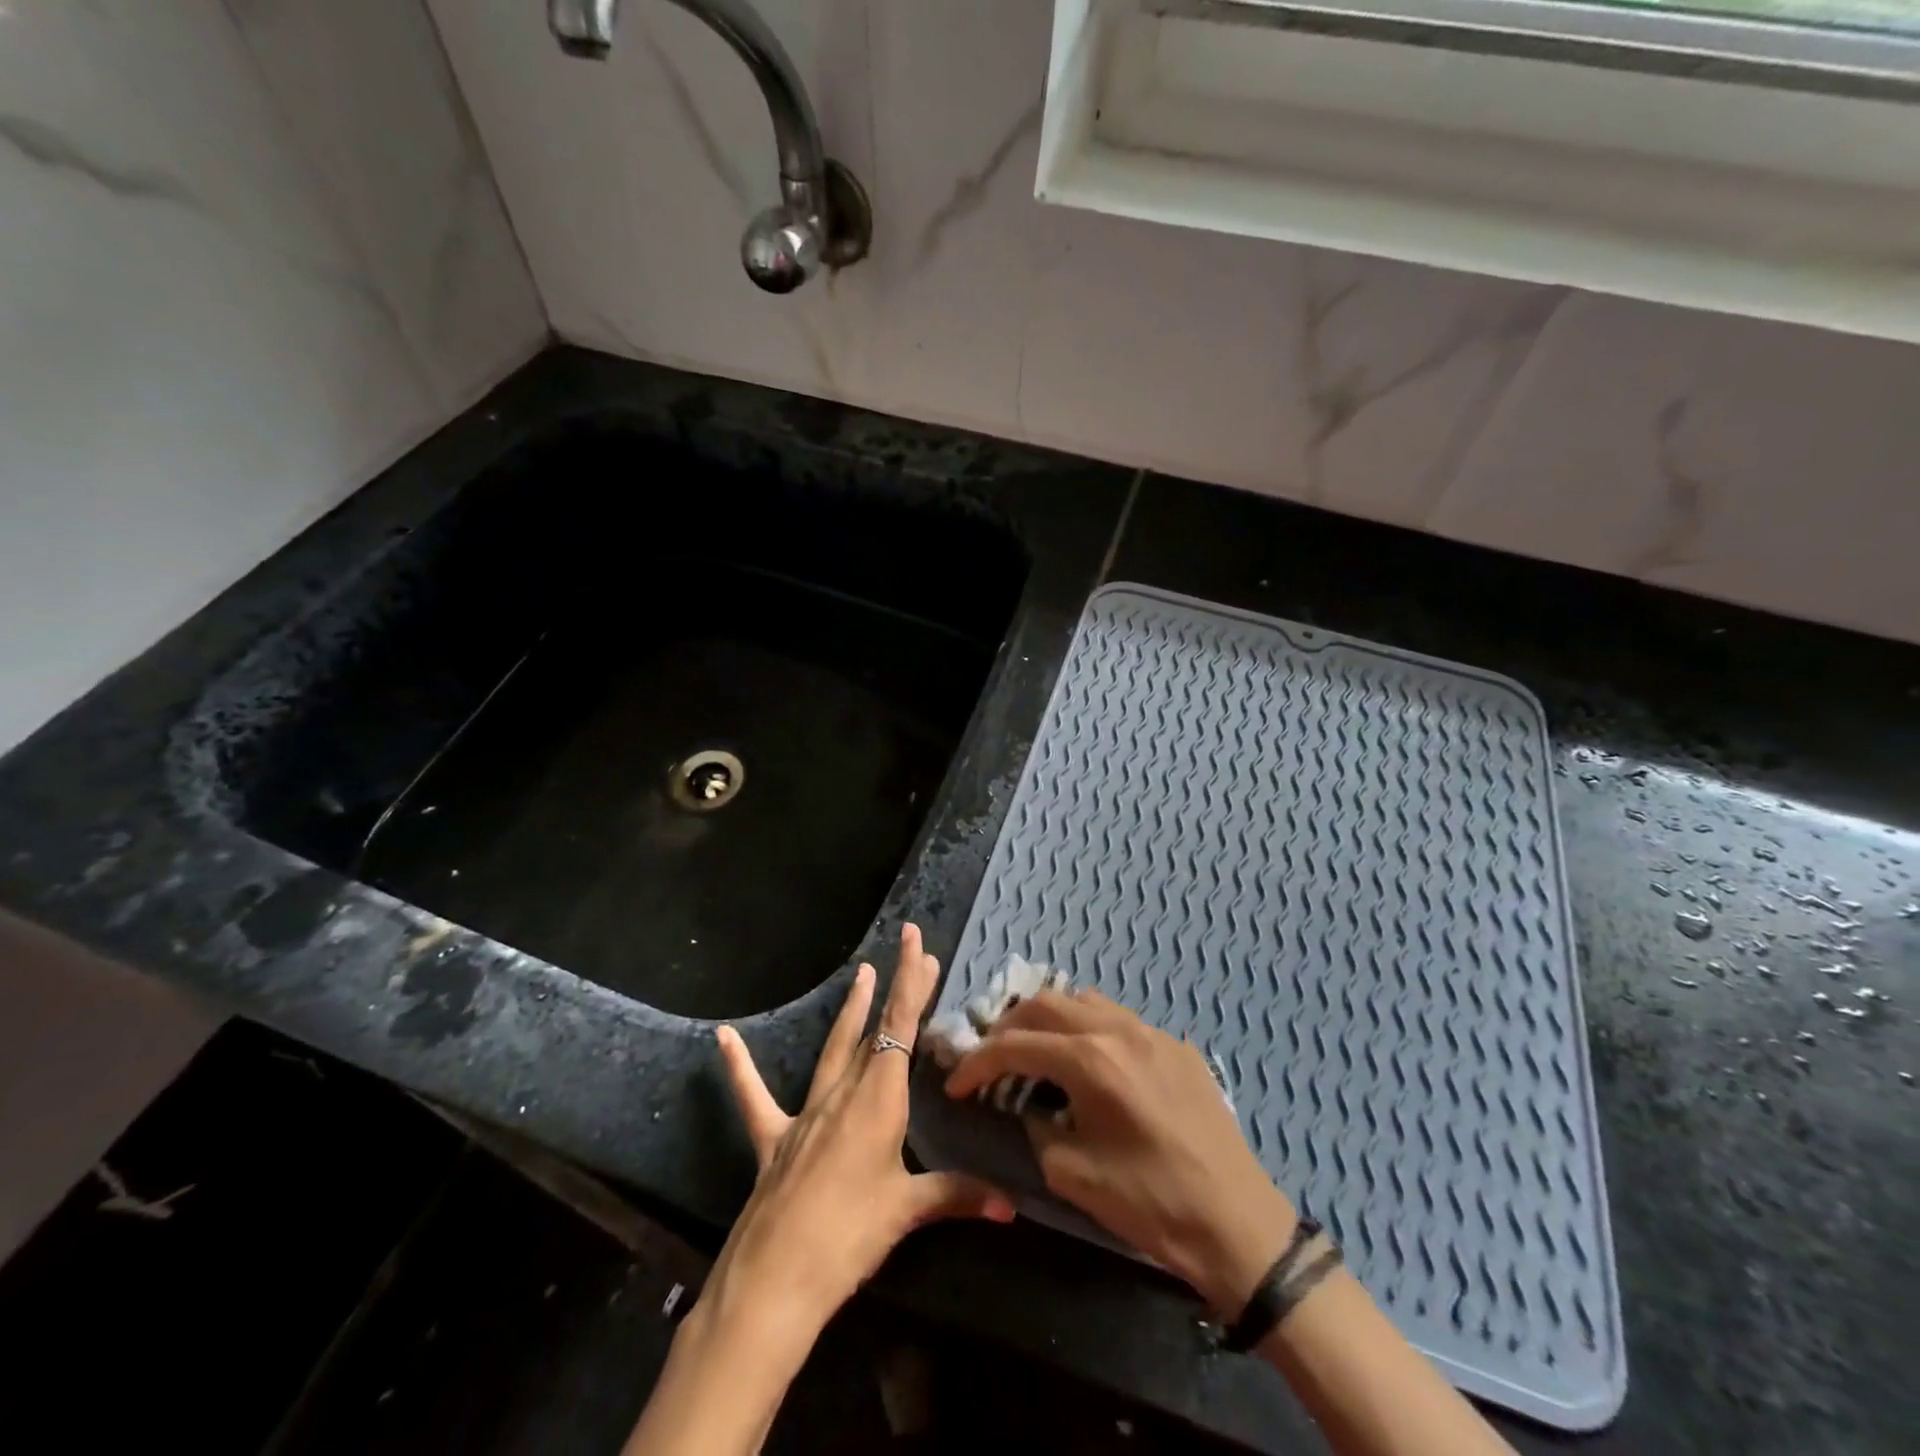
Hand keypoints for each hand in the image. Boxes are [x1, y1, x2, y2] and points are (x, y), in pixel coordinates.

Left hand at [707, 924, 1014, 1343]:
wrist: (774, 1281)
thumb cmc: (849, 1238)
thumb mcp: (907, 1212)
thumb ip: (958, 1196)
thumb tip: (1011, 1207)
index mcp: (878, 1099)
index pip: (900, 1026)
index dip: (911, 983)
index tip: (918, 943)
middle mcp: (843, 1093)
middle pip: (876, 1031)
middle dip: (896, 991)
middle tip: (912, 955)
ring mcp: (805, 1114)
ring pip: (833, 1050)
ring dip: (850, 1011)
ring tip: (859, 974)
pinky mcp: (773, 1139)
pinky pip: (754, 1096)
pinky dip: (740, 1066)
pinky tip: (723, 1037)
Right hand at [944, 988, 1295, 1316]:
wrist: (1239, 1224)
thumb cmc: (1151, 1204)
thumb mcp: (1073, 1175)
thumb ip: (1037, 1128)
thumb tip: (1029, 1107)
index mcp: (1091, 1059)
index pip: (1015, 1045)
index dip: (977, 1063)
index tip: (955, 1084)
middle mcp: (1118, 1029)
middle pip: (1045, 1004)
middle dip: (1008, 1027)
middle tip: (991, 1059)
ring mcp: (1152, 1032)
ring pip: (1084, 1000)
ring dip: (1049, 1019)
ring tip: (1035, 1051)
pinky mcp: (1177, 1046)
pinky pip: (1119, 1020)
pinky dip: (1088, 1028)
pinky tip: (1089, 1063)